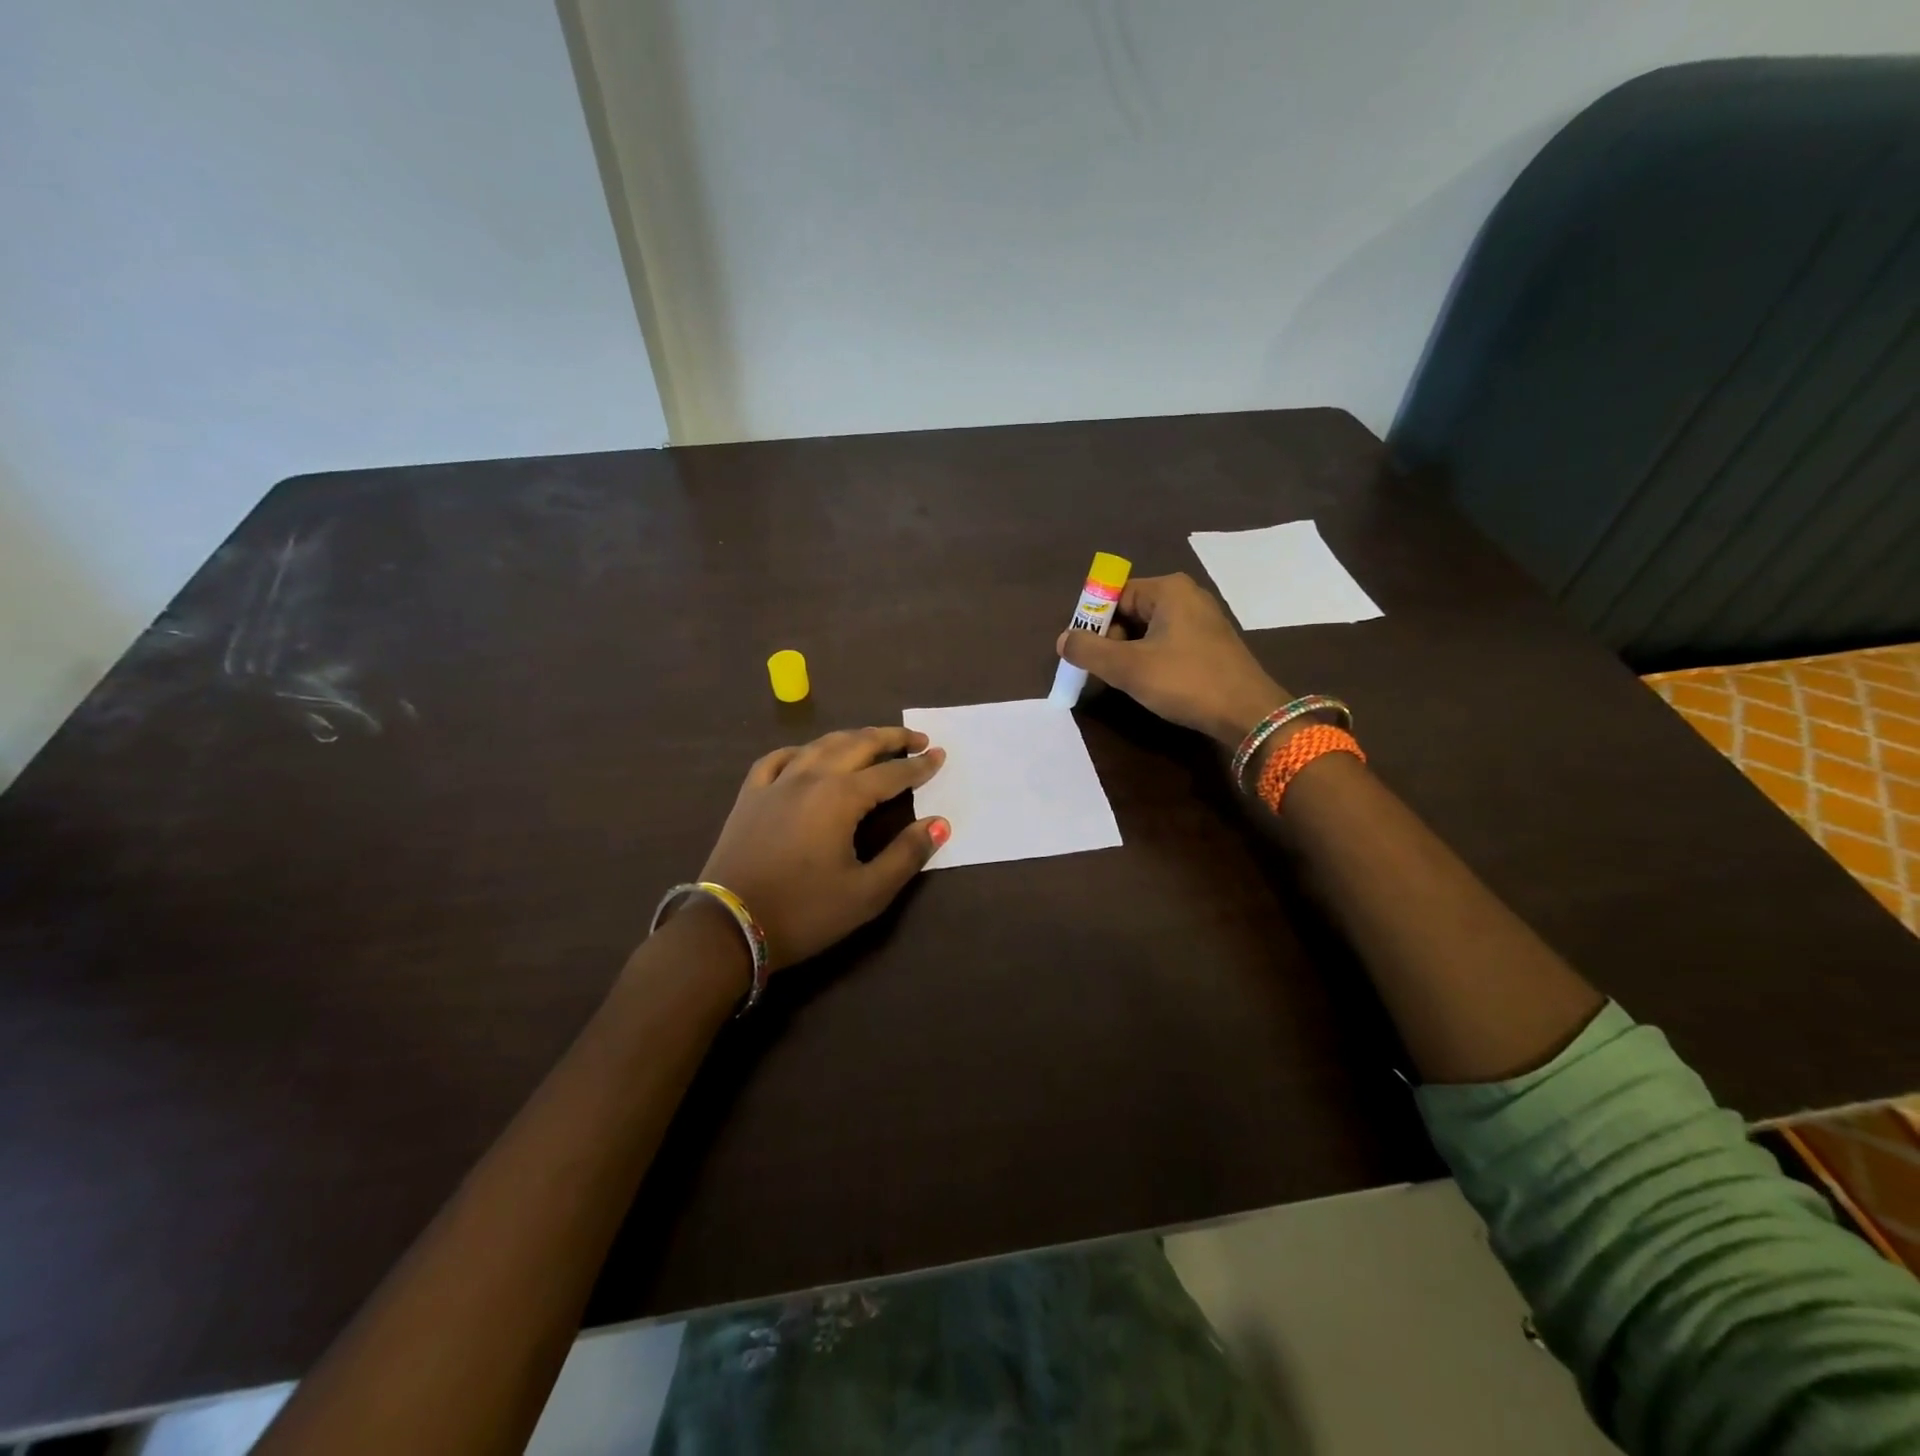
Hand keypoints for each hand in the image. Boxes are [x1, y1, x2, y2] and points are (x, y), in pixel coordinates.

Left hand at [695, 727, 948, 971]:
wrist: (729, 928)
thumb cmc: (804, 913)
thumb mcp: (866, 893)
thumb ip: (907, 854)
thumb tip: (939, 823)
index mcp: (841, 797)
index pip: (891, 774)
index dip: (919, 766)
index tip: (939, 756)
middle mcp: (810, 777)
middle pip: (857, 744)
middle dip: (891, 738)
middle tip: (917, 739)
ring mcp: (776, 783)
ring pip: (820, 745)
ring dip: (852, 738)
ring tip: (873, 741)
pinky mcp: (750, 795)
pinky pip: (778, 758)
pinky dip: (803, 751)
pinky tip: (808, 756)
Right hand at [1057, 573, 1288, 745]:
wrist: (1248, 714)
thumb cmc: (1186, 681)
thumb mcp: (1128, 667)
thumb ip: (1089, 651)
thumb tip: (1063, 640)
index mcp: (1168, 589)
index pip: (1114, 594)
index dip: (1093, 622)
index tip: (1085, 653)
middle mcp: (1186, 596)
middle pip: (1130, 611)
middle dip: (1110, 640)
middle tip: (1104, 672)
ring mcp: (1202, 620)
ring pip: (1147, 631)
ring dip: (1129, 654)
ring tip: (1125, 682)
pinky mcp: (1210, 645)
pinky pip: (1167, 644)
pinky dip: (1151, 661)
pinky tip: (1151, 685)